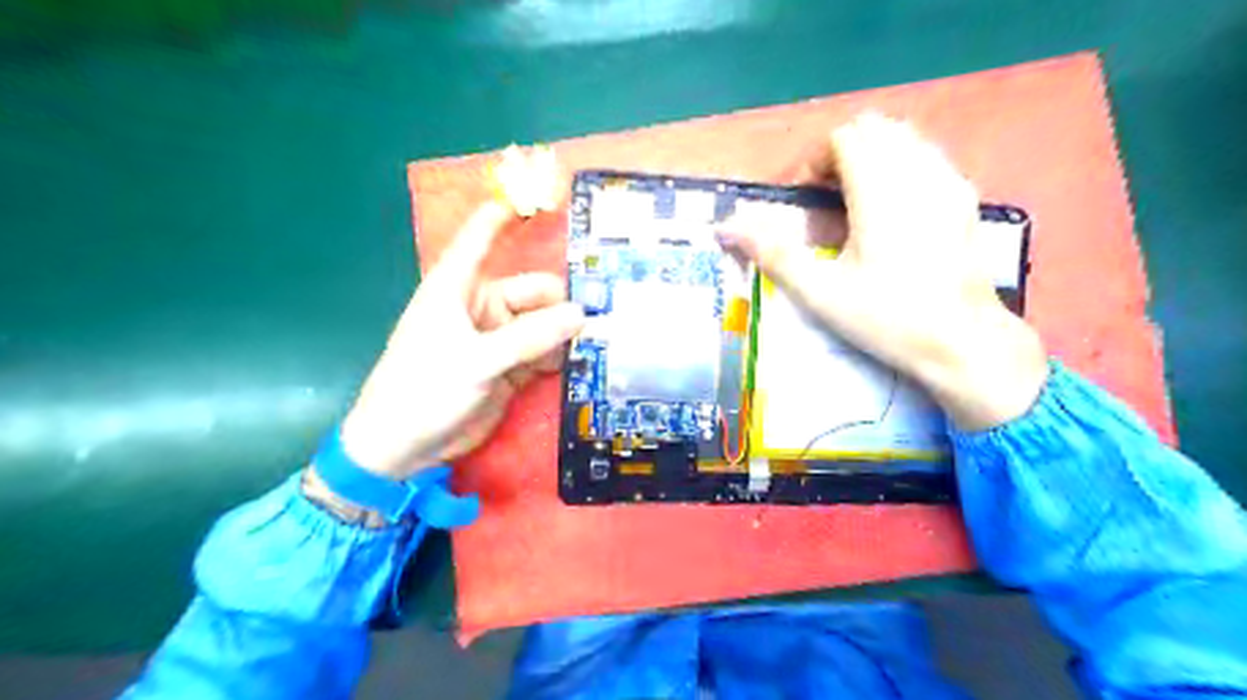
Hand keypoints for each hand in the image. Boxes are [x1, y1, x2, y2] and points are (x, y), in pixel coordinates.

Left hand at [330, 199, 584, 477]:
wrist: (404, 447)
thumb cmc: (425, 390)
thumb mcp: (476, 361)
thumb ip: (530, 338)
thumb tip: (583, 314)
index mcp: (458, 288)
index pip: (482, 237)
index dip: (508, 214)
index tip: (544, 195)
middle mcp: (481, 306)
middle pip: (533, 290)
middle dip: (563, 301)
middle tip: (603, 313)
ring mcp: (497, 338)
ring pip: (543, 323)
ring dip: (567, 331)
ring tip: (602, 339)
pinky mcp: (509, 367)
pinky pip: (542, 352)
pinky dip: (560, 355)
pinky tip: (585, 360)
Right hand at [716, 112, 1043, 428]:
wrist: (962, 342)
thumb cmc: (887, 318)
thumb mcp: (820, 292)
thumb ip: (773, 254)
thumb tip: (726, 228)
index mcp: (880, 191)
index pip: (845, 136)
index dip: (816, 159)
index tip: (805, 197)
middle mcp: (918, 173)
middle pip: (875, 128)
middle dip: (842, 153)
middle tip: (826, 199)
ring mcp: (949, 182)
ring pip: (906, 138)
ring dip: (872, 157)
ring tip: (857, 203)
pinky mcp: (966, 199)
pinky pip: (929, 158)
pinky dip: (902, 166)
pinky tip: (894, 211)